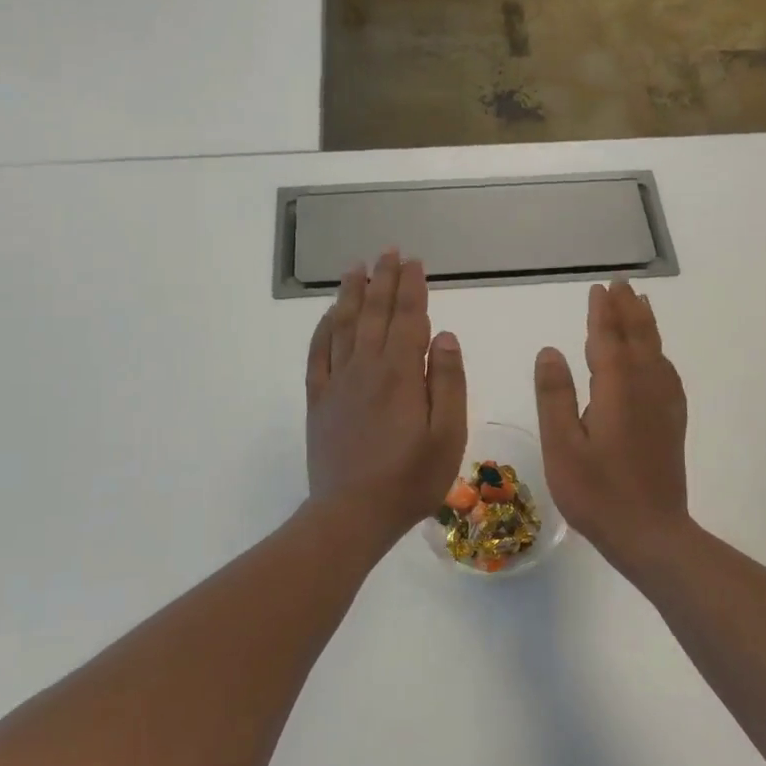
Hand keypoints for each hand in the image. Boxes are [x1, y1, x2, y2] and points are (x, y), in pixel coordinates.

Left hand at [305, 250, 466, 543]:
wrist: (351, 514)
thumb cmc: (410, 479)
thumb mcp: (447, 435)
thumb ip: (447, 381)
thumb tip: (444, 334)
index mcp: (401, 373)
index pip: (408, 318)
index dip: (412, 287)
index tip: (414, 262)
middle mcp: (366, 367)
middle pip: (375, 313)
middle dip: (383, 279)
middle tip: (388, 251)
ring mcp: (337, 382)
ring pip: (344, 325)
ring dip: (352, 293)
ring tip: (356, 267)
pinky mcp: (318, 400)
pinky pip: (318, 353)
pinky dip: (323, 328)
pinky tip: (329, 315)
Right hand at [534, 281, 692, 571]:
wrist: (652, 534)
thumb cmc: (598, 493)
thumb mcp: (562, 447)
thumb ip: (555, 396)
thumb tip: (550, 351)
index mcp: (616, 389)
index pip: (608, 339)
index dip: (602, 313)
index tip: (599, 288)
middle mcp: (645, 388)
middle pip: (638, 338)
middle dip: (628, 309)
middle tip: (621, 284)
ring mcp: (663, 406)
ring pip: (656, 352)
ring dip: (646, 325)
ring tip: (640, 304)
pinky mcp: (672, 423)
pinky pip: (667, 374)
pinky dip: (659, 354)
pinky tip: (656, 358)